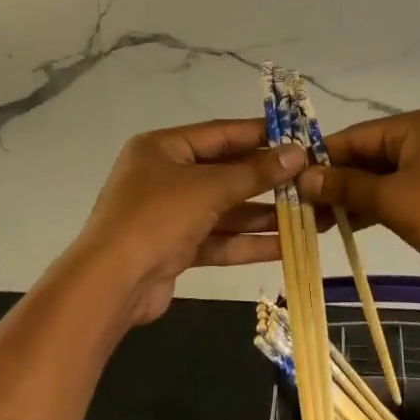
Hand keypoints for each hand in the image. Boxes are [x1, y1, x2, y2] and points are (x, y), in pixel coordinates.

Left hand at [71, 118, 305, 326]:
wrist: (110, 285)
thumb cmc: (157, 218)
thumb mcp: (209, 189)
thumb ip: (255, 173)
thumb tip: (298, 153)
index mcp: (163, 148)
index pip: (220, 133)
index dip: (260, 134)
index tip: (298, 136)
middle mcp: (165, 176)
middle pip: (225, 172)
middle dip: (266, 179)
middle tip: (309, 179)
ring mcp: (169, 214)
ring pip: (224, 209)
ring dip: (262, 214)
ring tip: (308, 214)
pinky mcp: (175, 249)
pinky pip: (218, 238)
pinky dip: (247, 242)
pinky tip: (285, 245)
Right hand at [297, 107, 419, 292]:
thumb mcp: (394, 202)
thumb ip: (347, 187)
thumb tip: (304, 178)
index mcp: (416, 125)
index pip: (355, 137)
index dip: (322, 161)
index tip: (291, 184)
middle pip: (369, 155)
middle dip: (337, 182)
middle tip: (304, 211)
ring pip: (384, 175)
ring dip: (355, 196)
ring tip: (321, 223)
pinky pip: (402, 189)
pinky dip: (379, 204)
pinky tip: (352, 223)